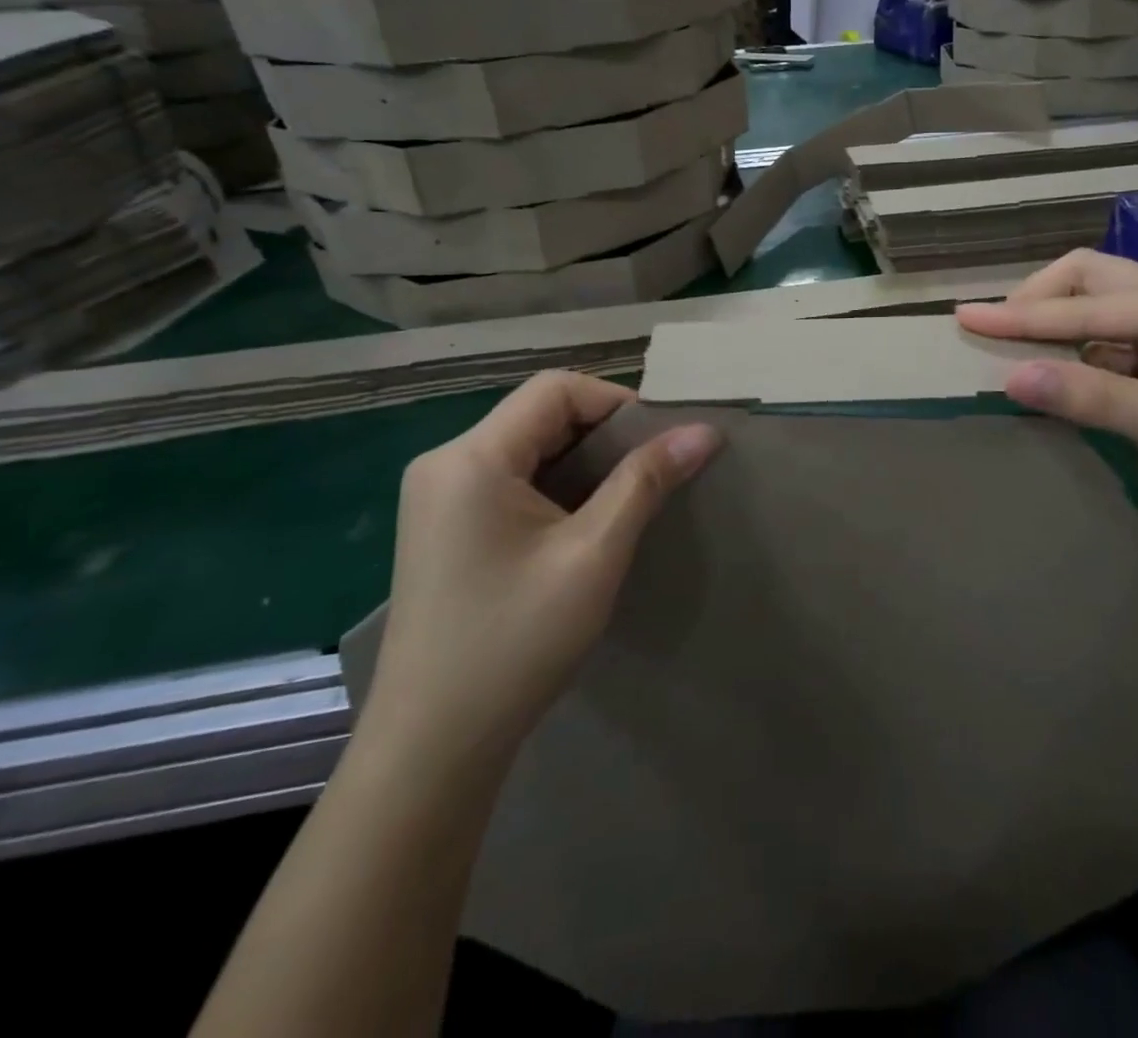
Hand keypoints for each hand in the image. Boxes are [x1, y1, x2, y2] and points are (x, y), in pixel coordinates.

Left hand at [363, 372, 720, 774]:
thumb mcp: (594, 554)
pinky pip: (509, 479)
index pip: (555, 390)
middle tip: (652, 470)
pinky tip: (582, 521)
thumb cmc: (516, 641)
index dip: (617, 402)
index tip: (661, 441)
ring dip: (581, 460)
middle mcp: (445, 463)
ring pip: (526, 447)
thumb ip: (646, 482)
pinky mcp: (442, 526)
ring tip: (626, 495)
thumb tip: (704, 431)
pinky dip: (555, 485)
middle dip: (603, 433)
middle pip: (538, 414)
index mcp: (471, 458)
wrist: (433, 746)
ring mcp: (437, 496)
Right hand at [956, 251, 1137, 533]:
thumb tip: (1010, 378)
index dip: (1024, 316)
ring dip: (1065, 324)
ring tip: (1023, 348)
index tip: (967, 316)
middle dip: (1043, 300)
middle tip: (998, 327)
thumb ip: (1088, 397)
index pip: (1091, 307)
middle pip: (1098, 278)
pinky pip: (1125, 335)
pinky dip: (1091, 349)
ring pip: (1110, 303)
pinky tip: (1072, 370)